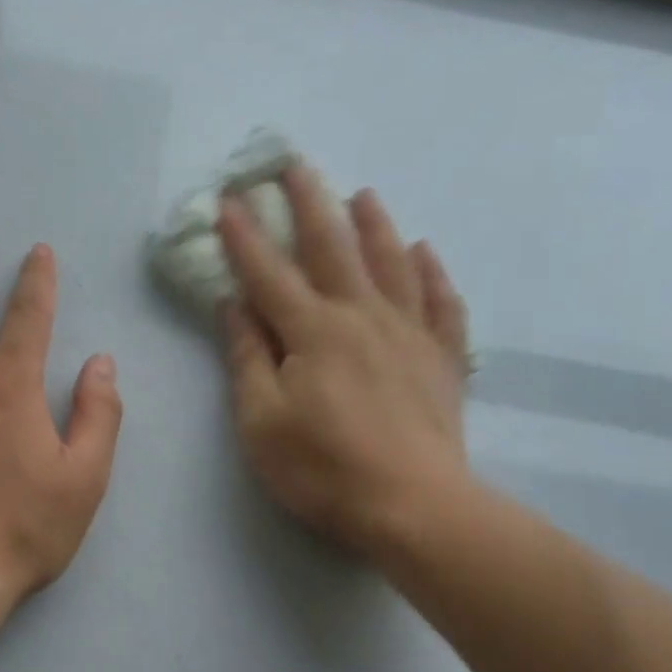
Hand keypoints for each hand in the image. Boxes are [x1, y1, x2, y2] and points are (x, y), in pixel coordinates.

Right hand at [217, 164, 473, 560]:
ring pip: (392, 263)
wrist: (414, 507)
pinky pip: (441, 304)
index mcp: (312, 331)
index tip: (228, 199)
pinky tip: (426, 254)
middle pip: (333, 248)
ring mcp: (410, 334)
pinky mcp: (443, 360)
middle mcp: (362, 316)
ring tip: (364, 194)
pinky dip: (433, 275)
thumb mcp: (261, 421)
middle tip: (296, 165)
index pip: (269, 273)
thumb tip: (233, 305)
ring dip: (375, 225)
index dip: (245, 236)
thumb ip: (248, 358)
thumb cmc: (323, 469)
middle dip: (310, 203)